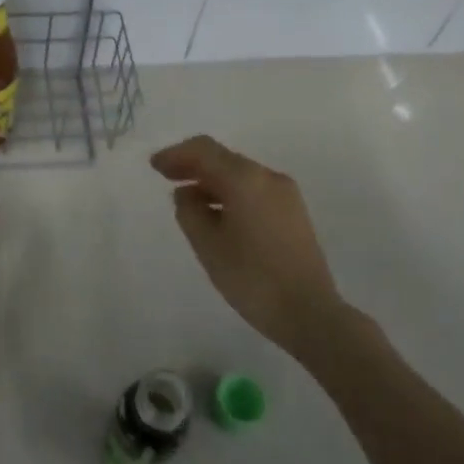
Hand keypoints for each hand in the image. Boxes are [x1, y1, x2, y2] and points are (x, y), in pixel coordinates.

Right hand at [151, 136, 349, 359]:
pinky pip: (254, 190)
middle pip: (223, 159)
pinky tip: (217, 214)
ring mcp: (285, 194)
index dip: (176, 154)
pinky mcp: (293, 213)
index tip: (154, 166)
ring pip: (240, 175)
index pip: (204, 150)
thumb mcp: (207, 244)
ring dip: (212, 181)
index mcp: (245, 179)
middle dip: (193, 165)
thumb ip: (189, 211)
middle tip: (166, 177)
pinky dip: (230, 193)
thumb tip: (187, 194)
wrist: (309, 313)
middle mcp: (268, 177)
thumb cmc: (251, 277)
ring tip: (188, 201)